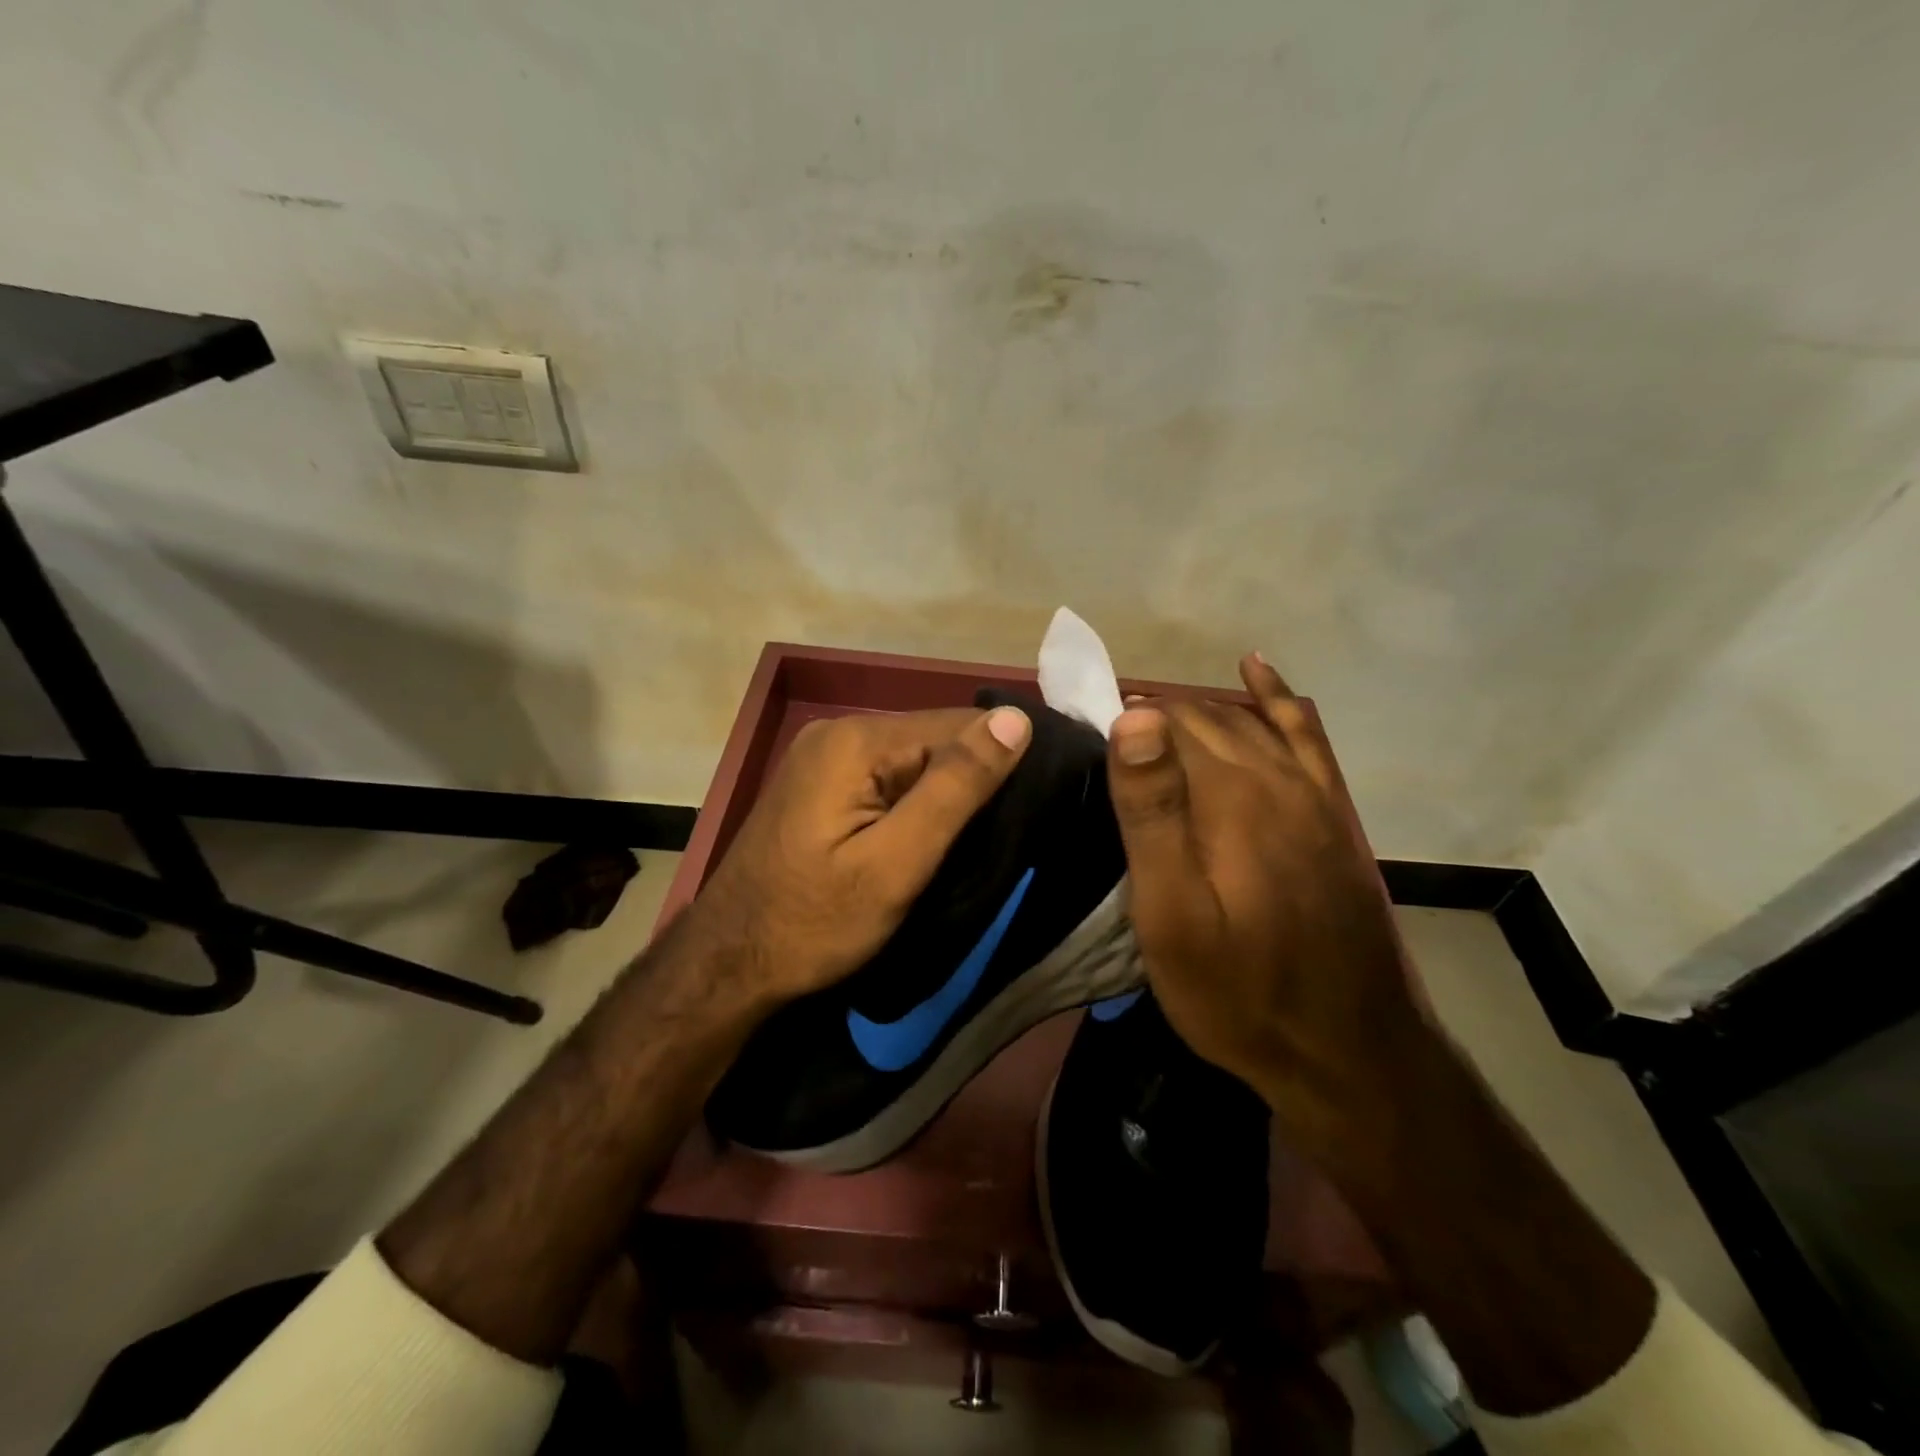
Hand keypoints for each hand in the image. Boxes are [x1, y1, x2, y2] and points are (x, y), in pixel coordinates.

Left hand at [689, 705, 1032, 1007]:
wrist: (728, 963)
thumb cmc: (814, 922)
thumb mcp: (897, 863)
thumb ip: (956, 788)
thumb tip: (1015, 720)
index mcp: (857, 740)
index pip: (959, 725)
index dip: (1001, 762)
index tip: (1033, 806)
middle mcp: (838, 730)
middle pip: (934, 739)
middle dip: (971, 781)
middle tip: (998, 838)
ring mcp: (823, 755)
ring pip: (913, 760)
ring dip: (944, 795)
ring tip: (971, 842)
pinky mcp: (819, 783)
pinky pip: (886, 777)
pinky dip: (913, 803)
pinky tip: (926, 837)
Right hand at [1105, 654, 1422, 1147]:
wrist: (1350, 1052)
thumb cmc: (1239, 990)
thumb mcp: (1173, 915)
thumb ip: (1152, 812)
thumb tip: (1132, 717)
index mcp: (1229, 794)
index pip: (1162, 723)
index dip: (1115, 721)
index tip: (1074, 738)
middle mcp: (1274, 775)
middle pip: (1202, 718)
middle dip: (1149, 717)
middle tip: (1100, 740)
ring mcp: (1312, 791)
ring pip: (1244, 721)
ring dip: (1195, 711)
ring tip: (1148, 720)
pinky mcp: (1333, 812)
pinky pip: (1304, 734)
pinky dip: (1277, 697)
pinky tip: (1256, 670)